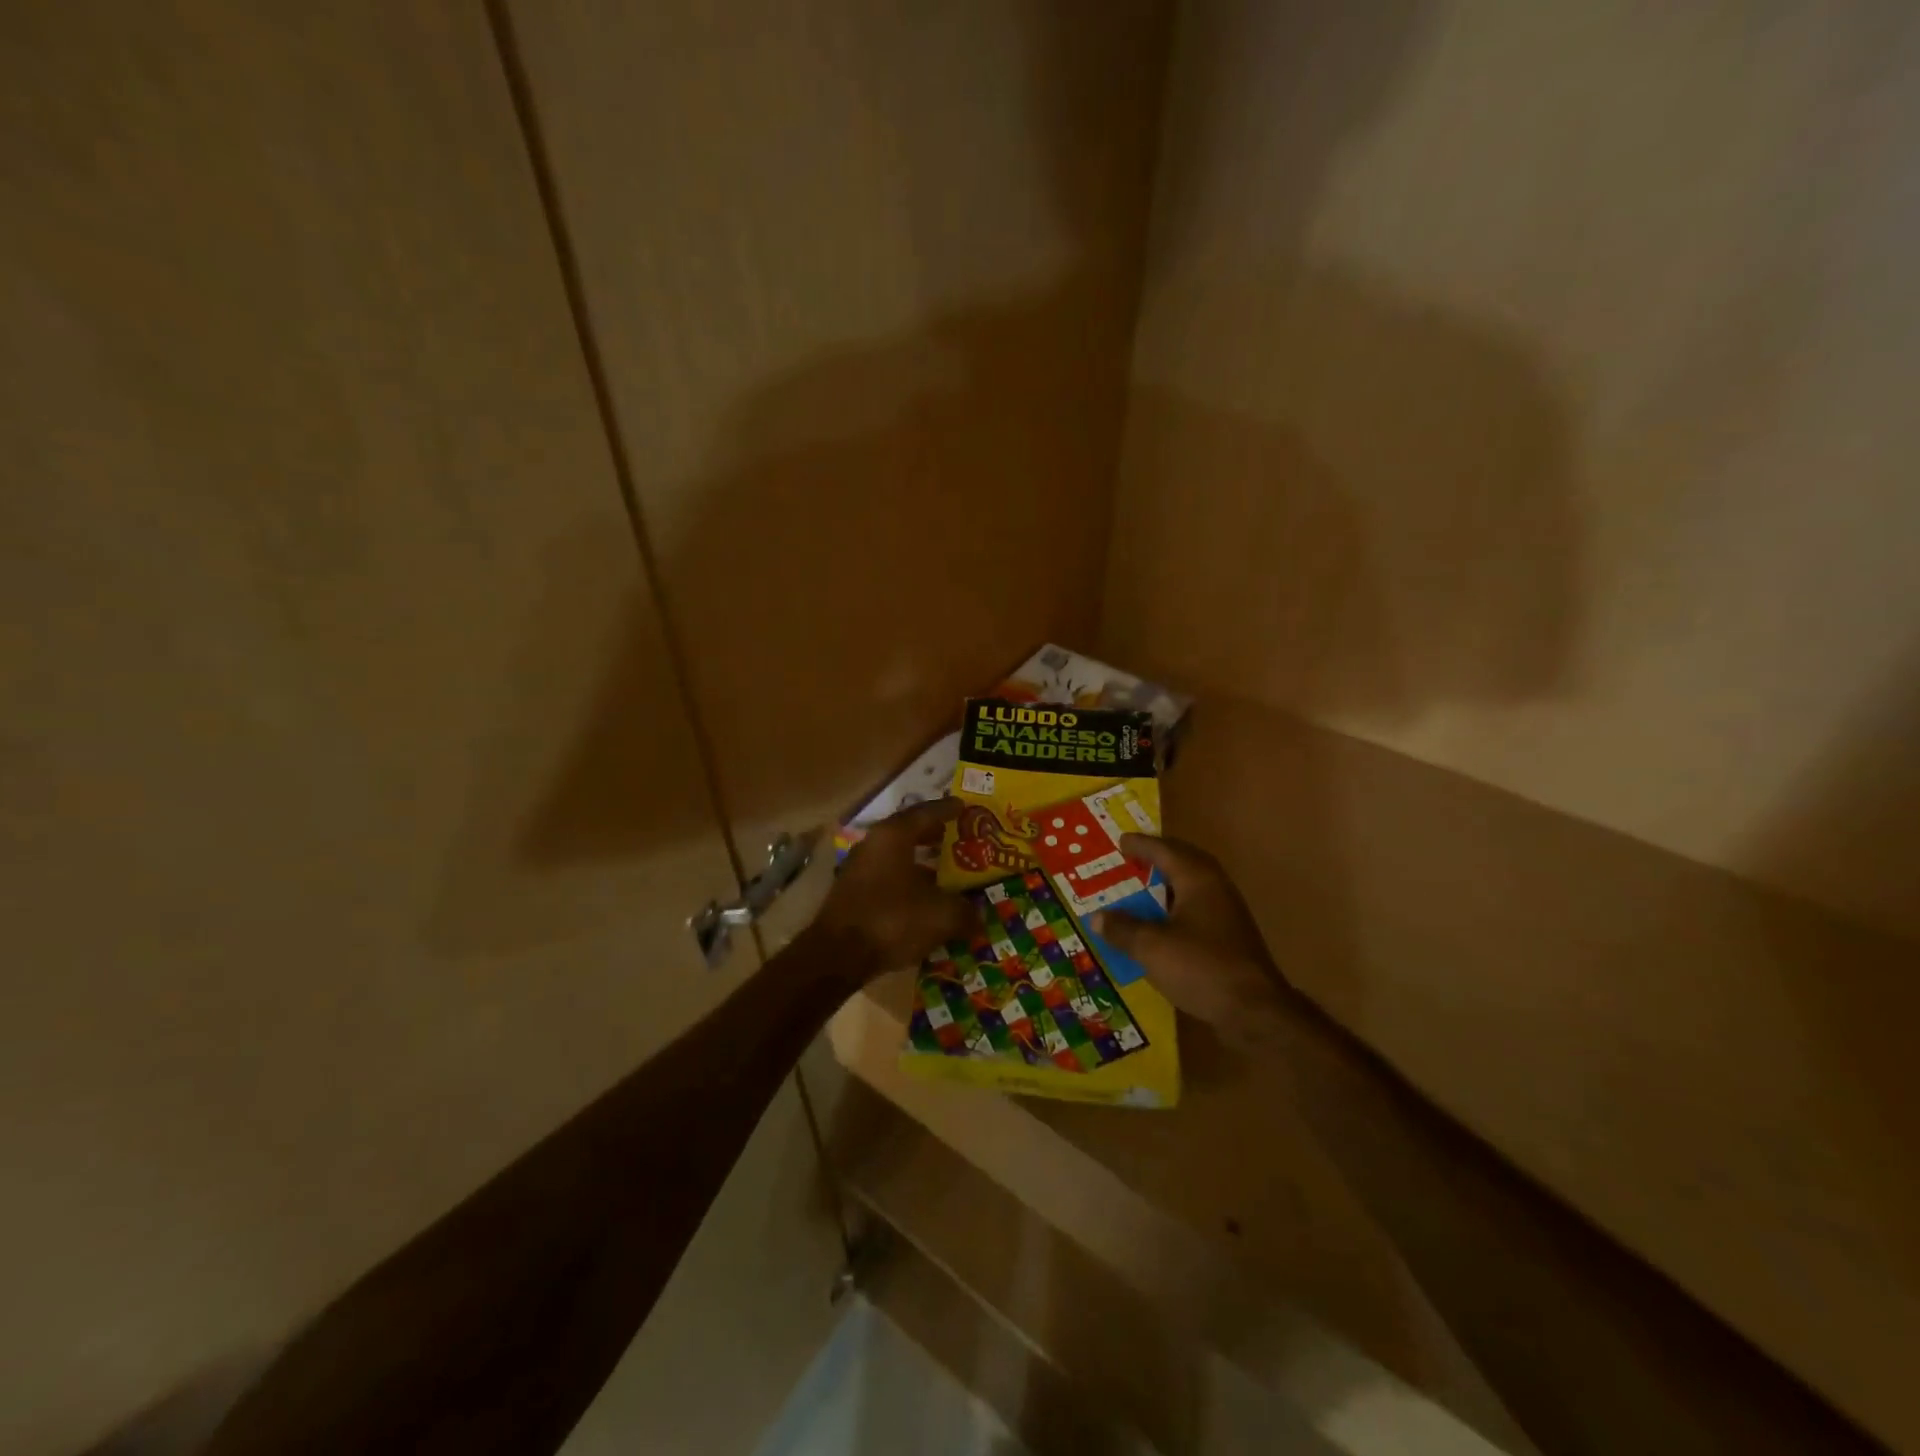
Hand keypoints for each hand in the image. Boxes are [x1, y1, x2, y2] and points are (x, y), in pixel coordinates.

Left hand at [813, 798, 973, 976]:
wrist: (838, 956)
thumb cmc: (892, 919)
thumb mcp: (941, 915)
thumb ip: (964, 911)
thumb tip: (977, 917)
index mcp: (894, 836)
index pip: (926, 812)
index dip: (948, 810)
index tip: (964, 806)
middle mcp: (873, 845)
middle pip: (909, 832)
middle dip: (934, 835)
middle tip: (957, 836)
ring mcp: (859, 869)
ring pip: (897, 857)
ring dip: (920, 862)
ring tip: (946, 871)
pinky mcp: (853, 894)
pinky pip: (888, 878)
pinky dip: (907, 883)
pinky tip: (924, 900)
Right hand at [1093, 835, 1289, 1029]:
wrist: (1255, 1011)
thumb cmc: (1200, 967)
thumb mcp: (1151, 947)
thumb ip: (1122, 929)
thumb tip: (1097, 917)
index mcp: (1197, 879)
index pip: (1165, 850)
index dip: (1141, 845)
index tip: (1120, 841)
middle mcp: (1215, 889)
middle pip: (1184, 863)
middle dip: (1157, 859)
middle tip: (1132, 859)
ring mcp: (1227, 914)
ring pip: (1191, 888)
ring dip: (1166, 886)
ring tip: (1141, 890)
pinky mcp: (1230, 939)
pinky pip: (1196, 911)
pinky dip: (1175, 910)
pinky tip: (1160, 926)